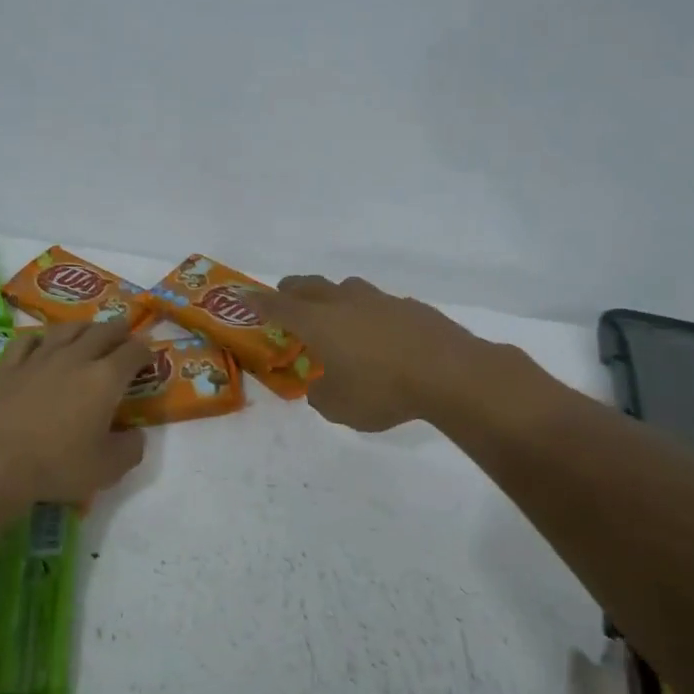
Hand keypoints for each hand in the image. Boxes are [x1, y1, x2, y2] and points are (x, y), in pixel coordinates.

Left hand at [0, 320, 151, 502]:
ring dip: (84, 326)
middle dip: (118, 330)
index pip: (133, 352)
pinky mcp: (9, 367)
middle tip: (124, 331)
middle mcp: (76, 358)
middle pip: (102, 331)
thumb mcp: (108, 469)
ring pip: (66, 329)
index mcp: (105, 379)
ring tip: (89, 329)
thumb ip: (131, 449)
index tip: (148, 357)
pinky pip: (27, 340)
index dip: (145, 352)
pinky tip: (41, 342)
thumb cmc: (57, 466)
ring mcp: (39, 358)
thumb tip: (135, 435)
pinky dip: (40, 337)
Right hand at [250, 274, 502, 431]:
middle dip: (292, 290)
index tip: (244, 297)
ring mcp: (379, 300)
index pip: (279, 306)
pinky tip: (377, 333)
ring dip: (332, 296)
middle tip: (284, 297)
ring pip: (346, 288)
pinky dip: (367, 313)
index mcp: (319, 322)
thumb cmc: (382, 390)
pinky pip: (377, 303)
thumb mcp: (339, 407)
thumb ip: (321, 395)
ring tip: (333, 313)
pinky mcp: (409, 307)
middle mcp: (345, 302)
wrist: (449, 372)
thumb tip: (320, 386)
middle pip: (310, 286)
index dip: (259, 303)